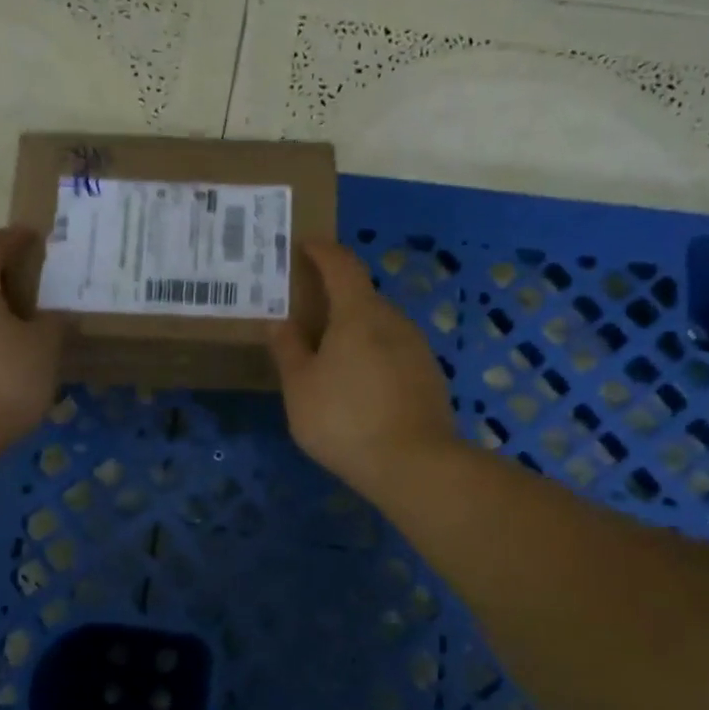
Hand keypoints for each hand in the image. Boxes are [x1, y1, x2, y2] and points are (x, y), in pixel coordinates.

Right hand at [269, 240, 458, 499]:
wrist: (414, 465)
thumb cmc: (345, 419)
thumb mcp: (300, 387)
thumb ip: (288, 349)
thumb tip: (278, 322)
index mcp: (359, 314)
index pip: (342, 265)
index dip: (322, 251)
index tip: (305, 244)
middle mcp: (393, 321)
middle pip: (362, 296)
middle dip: (335, 296)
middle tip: (308, 310)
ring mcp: (417, 349)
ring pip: (380, 326)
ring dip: (355, 328)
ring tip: (329, 352)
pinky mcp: (429, 377)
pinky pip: (393, 351)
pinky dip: (372, 354)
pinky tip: (359, 383)